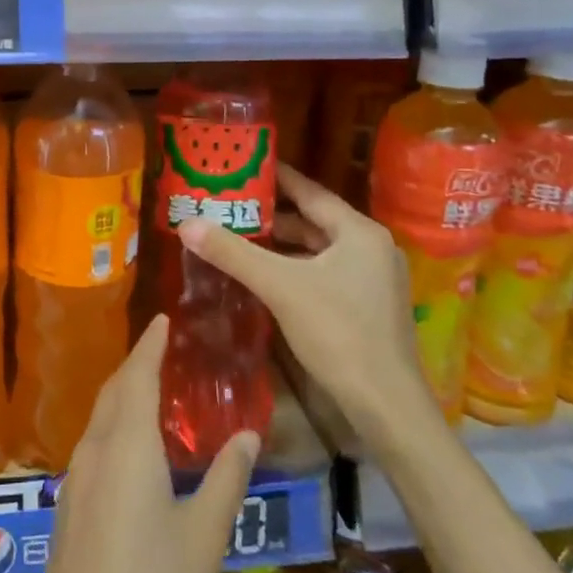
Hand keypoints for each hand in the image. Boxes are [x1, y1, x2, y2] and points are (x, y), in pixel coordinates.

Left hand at [34, 315, 258, 572]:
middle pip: (114, 391)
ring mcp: (75, 480)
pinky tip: (132, 447)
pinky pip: (93, 445)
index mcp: (127, 448)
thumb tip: (246, 433)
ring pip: (99, 418)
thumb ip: (226, 479)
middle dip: (136, 364)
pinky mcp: (67, 508)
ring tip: (151, 390)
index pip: (138, 376)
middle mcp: (95, 451)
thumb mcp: (203, 538)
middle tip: (162, 349)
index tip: (164, 319)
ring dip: (123, 395)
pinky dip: (114, 426)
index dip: (151, 345)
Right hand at [178, 162, 427, 436]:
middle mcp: (371, 248)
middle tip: (230, 207)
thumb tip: (187, 223)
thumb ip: (233, 253)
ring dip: (282, 246)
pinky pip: (325, 273)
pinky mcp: (368, 306)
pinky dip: (296, 269)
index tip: (243, 167)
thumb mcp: (280, 287)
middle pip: (313, 221)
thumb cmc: (338, 333)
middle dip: (271, 216)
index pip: (310, 192)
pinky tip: (266, 276)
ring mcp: (374, 279)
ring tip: (239, 238)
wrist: (386, 405)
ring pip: (319, 250)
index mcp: (359, 232)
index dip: (275, 178)